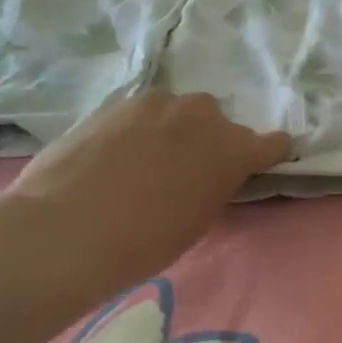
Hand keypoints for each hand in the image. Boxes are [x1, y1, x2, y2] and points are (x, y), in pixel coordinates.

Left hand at [0, 90, 289, 310]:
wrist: (68, 228)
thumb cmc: (147, 240)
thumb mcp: (200, 218)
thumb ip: (216, 184)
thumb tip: (209, 173)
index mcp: (234, 149)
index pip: (274, 143)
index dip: (266, 155)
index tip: (255, 167)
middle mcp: (202, 115)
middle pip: (219, 122)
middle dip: (209, 140)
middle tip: (187, 170)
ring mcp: (157, 103)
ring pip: (177, 112)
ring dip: (172, 129)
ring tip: (146, 160)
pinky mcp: (116, 102)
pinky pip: (141, 113)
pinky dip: (138, 129)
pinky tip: (115, 154)